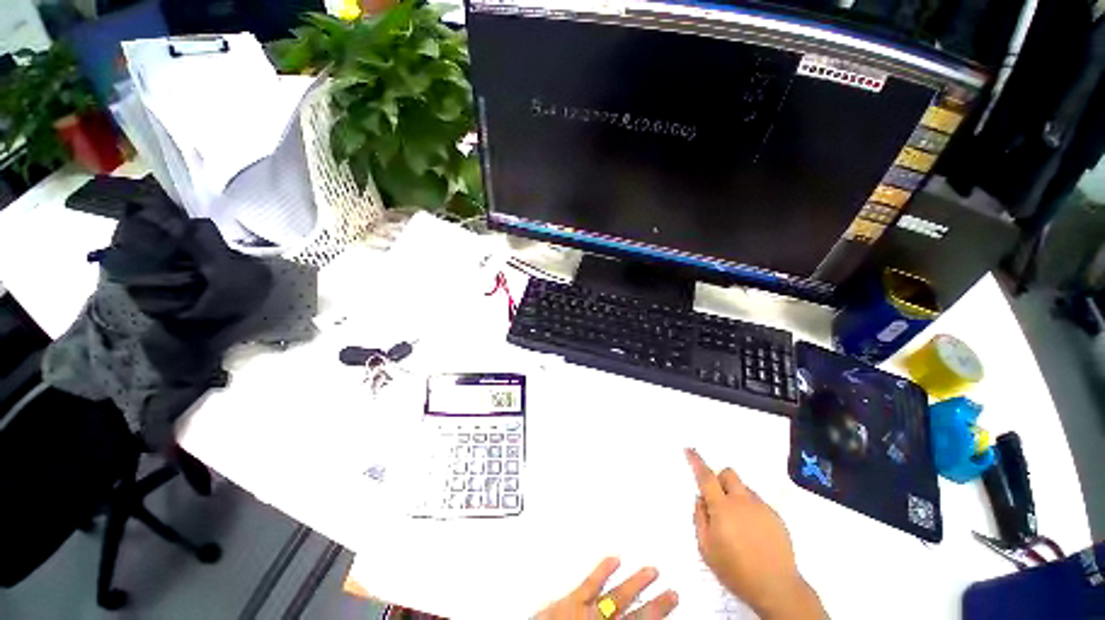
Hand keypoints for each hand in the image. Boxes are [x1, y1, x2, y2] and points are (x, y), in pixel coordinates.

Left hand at [534, 557, 677, 619]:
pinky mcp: (570, 601)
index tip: (669, 603)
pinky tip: (614, 557)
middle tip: (670, 591)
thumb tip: (624, 617)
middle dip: (654, 603)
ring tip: (652, 570)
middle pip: (634, 613)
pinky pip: (590, 582)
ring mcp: (586, 612)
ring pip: (618, 596)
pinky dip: (603, 569)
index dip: (655, 615)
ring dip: (636, 583)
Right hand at [686, 448, 825, 619]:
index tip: (689, 449)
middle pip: (729, 474)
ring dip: (736, 497)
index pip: (706, 477)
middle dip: (720, 479)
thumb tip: (700, 499)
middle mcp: (742, 501)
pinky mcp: (777, 518)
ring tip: (738, 524)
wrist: (777, 588)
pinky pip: (758, 504)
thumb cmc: (735, 570)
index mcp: (722, 507)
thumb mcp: (706, 548)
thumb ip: (699, 518)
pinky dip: (751, 510)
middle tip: (718, 500)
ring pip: (744, 489)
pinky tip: (753, 534)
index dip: (696, 461)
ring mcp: (762, 508)